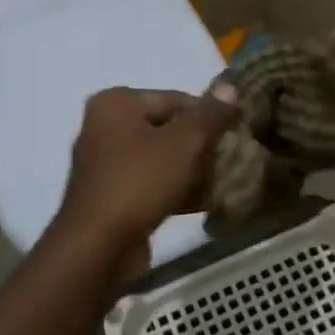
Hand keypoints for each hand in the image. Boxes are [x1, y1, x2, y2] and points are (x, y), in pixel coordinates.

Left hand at [55, 87, 239, 254]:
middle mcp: (106, 126)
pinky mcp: (111, 196)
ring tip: (222, 182)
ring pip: (162, 158)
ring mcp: (106, 163)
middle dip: (202, 146)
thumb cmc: (139, 182)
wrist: (97, 248)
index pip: (176, 99)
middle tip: (230, 161)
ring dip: (192, 170)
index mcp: (117, 103)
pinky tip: (204, 203)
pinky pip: (151, 183)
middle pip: (169, 128)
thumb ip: (210, 113)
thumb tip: (230, 85)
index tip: (236, 134)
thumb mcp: (184, 142)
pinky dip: (175, 189)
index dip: (210, 115)